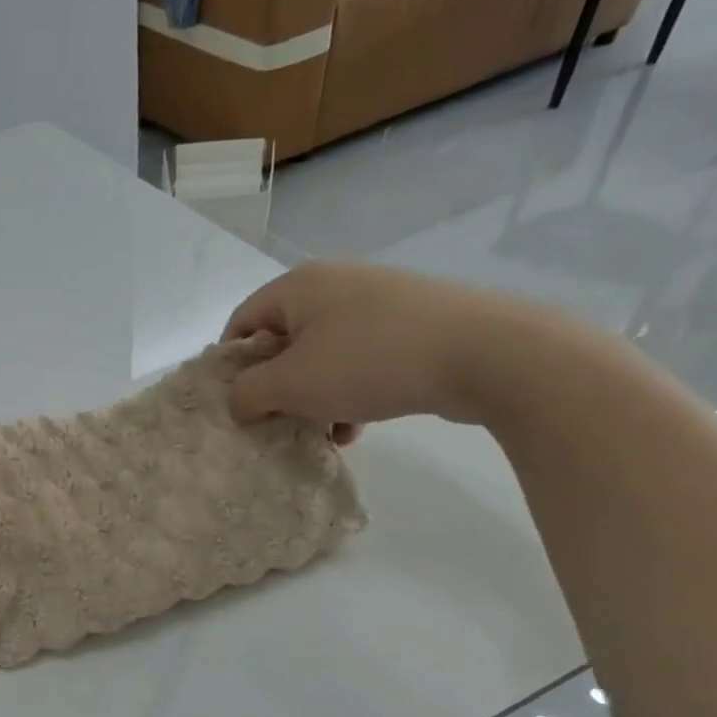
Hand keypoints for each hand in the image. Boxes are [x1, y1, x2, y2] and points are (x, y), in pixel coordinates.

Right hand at [223, 261, 547, 429]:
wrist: (486, 354)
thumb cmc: (368, 362)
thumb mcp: (290, 385)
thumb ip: (247, 394)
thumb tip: (236, 402)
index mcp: (299, 286)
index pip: (241, 323)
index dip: (231, 366)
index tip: (237, 403)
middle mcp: (335, 283)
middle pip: (283, 342)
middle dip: (277, 387)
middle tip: (278, 421)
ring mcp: (378, 301)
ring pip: (323, 356)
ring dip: (313, 397)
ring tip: (322, 432)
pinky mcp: (412, 323)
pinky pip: (360, 359)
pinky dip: (349, 392)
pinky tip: (357, 427)